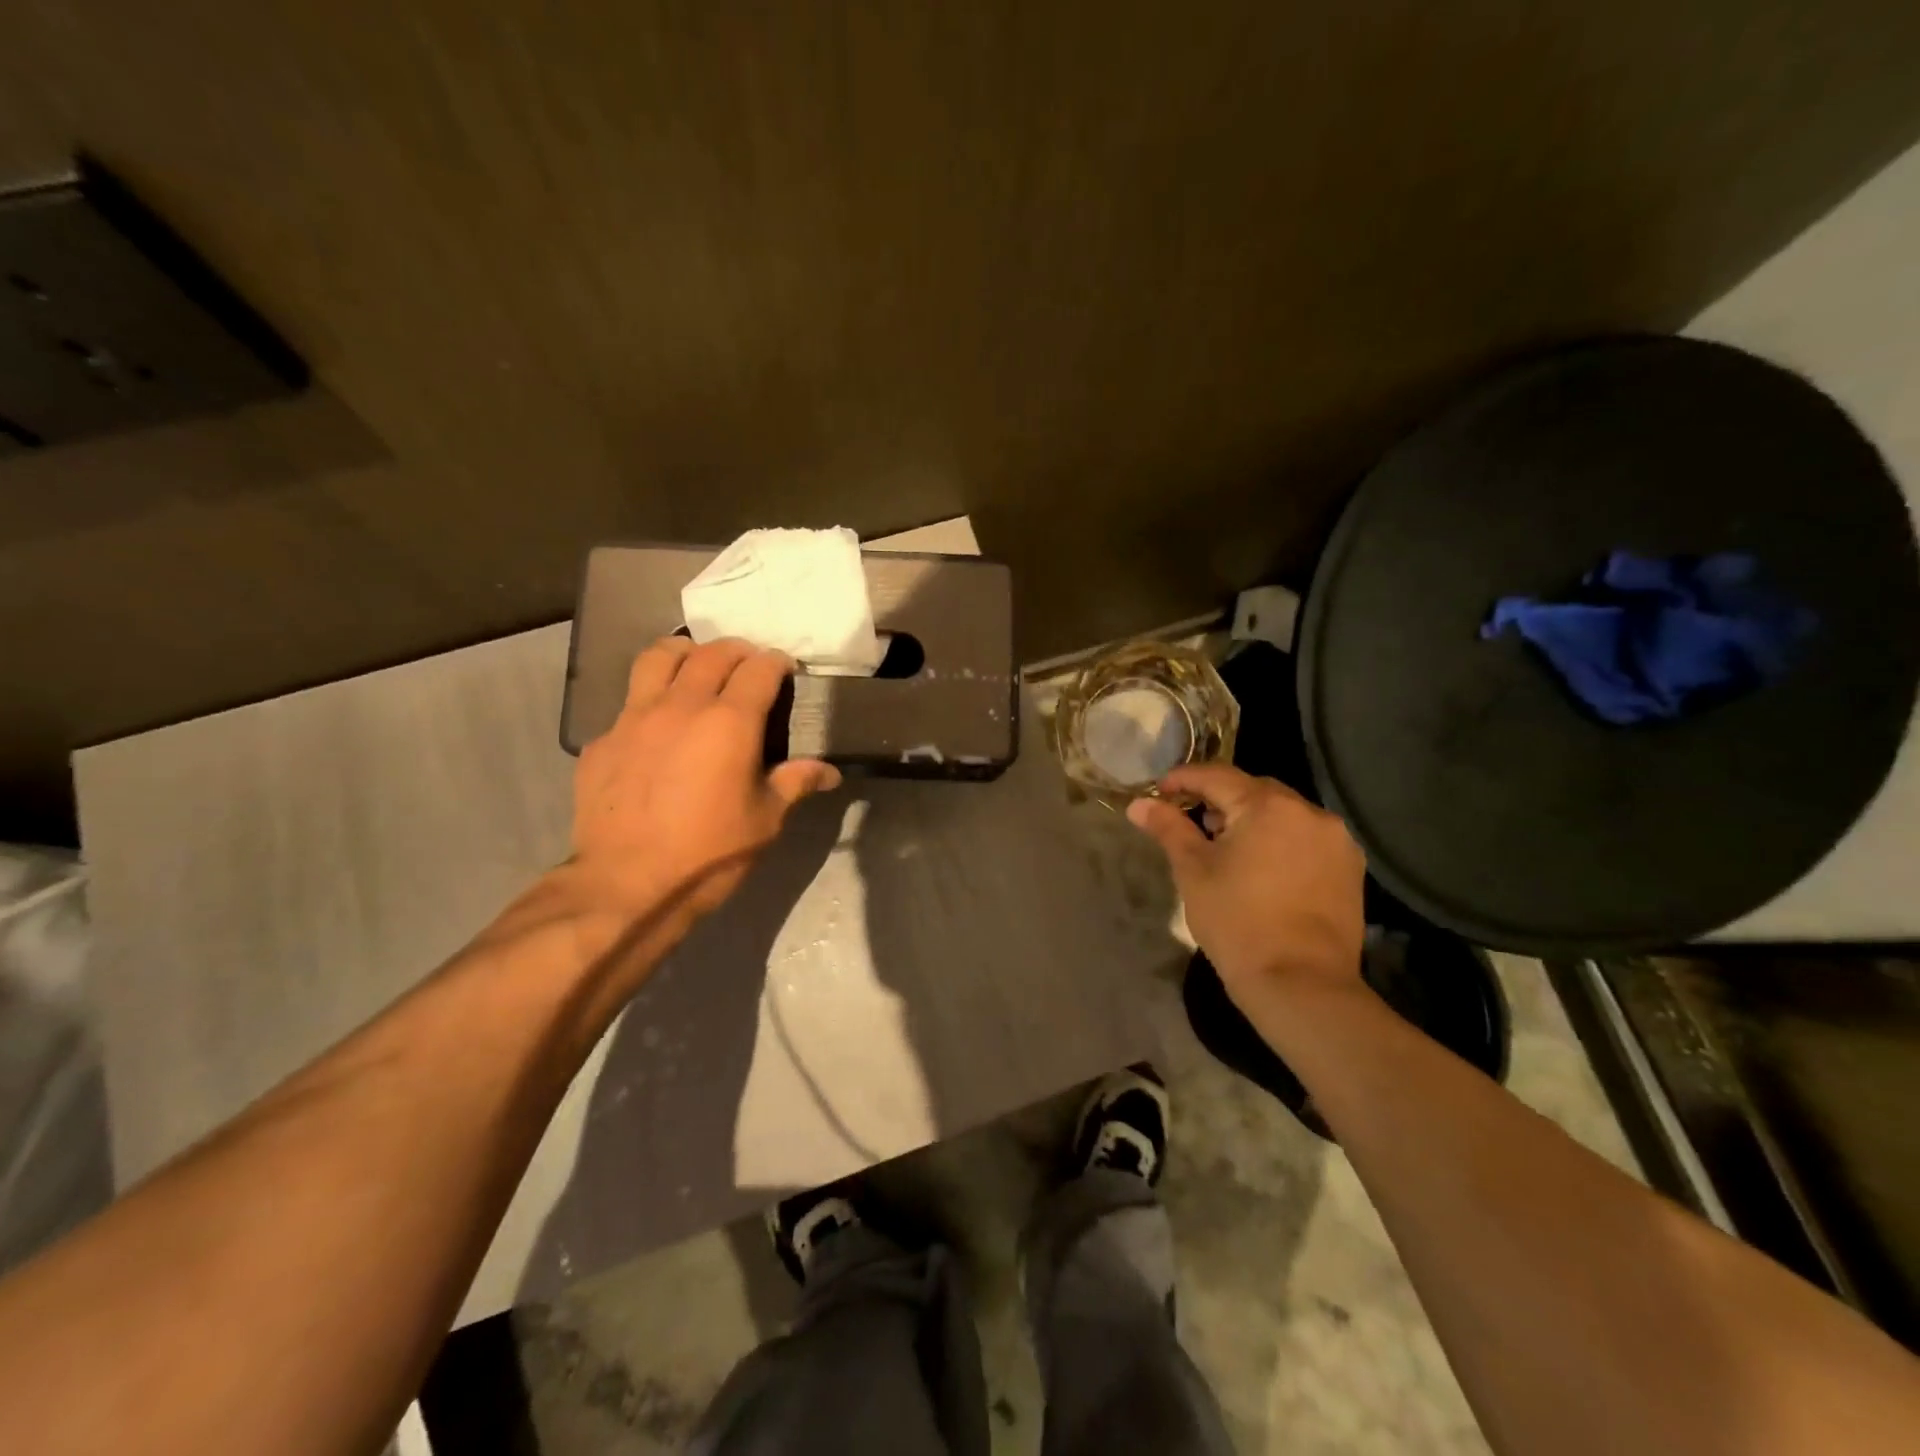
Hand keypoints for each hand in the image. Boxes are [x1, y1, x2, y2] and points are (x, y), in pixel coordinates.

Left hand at [570, 636, 840, 927]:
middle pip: (711, 654)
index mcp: (729, 722)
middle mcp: (681, 706)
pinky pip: (628, 703)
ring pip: (658, 658)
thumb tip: (829, 773)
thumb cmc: (710, 853)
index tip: (785, 668)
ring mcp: (634, 719)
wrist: (627, 886)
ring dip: (684, 653)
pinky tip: (656, 728)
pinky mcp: (601, 741)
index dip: (776, 663)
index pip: (758, 669)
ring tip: (695, 666)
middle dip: (736, 651)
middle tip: (748, 665)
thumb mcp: (765, 820)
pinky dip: (649, 701)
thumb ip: (795, 783)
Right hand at [1127, 764, 1366, 1006]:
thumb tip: (1139, 804)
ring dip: (1252, 819)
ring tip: (1225, 845)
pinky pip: (1306, 838)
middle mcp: (1309, 812)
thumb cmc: (1237, 921)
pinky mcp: (1349, 869)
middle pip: (1255, 790)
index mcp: (1268, 805)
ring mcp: (1336, 841)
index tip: (1159, 791)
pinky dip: (1280, 841)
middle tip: (1190, 819)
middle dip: (1220, 798)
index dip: (1184, 779)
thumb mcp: (1193, 871)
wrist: (1300, 984)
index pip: (1217, 776)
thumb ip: (1168, 828)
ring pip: (1283, 814)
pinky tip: (1261, 866)